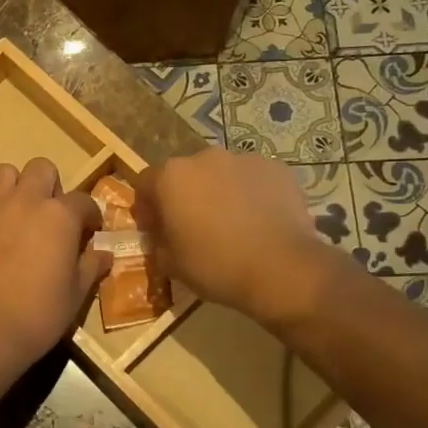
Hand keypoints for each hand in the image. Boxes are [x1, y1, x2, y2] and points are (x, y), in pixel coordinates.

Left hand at [0, 158, 107, 366]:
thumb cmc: (40, 313)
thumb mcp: (77, 293)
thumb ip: (91, 266)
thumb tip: (104, 253)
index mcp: (60, 215)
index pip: (84, 201)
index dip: (90, 216)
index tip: (89, 232)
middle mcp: (26, 200)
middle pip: (41, 169)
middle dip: (50, 187)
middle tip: (50, 216)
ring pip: (5, 173)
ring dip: (15, 187)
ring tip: (17, 214)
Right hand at [135, 149, 345, 326]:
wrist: (282, 269)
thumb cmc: (216, 265)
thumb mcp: (171, 263)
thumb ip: (158, 242)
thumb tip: (161, 235)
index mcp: (171, 177)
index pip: (145, 183)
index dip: (147, 207)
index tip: (154, 229)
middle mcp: (204, 158)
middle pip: (185, 175)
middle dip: (185, 196)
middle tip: (193, 226)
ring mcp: (244, 159)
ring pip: (221, 174)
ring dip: (218, 193)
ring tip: (231, 223)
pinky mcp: (277, 168)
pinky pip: (253, 179)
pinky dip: (250, 194)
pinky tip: (259, 220)